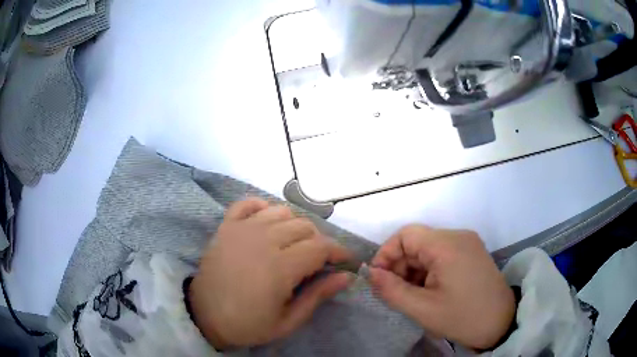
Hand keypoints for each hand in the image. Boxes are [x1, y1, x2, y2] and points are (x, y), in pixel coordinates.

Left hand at [189, 199, 352, 349]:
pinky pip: (249, 203)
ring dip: (295, 226)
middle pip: (304, 226)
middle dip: (319, 241)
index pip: (321, 247)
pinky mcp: (226, 226)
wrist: (204, 315)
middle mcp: (263, 240)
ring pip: (282, 212)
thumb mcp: (288, 321)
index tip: (345, 261)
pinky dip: (263, 207)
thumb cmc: (247, 324)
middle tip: (317, 261)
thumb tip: (346, 277)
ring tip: (293, 245)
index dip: (339, 251)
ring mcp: (242, 229)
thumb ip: (318, 296)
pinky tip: (267, 223)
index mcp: (280, 267)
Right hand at [368, 225, 514, 349]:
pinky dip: (429, 270)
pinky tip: (430, 290)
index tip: (379, 279)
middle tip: (396, 292)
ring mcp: (468, 243)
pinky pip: (442, 254)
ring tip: (414, 295)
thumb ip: (392, 290)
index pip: (406, 235)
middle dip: (400, 266)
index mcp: (447, 245)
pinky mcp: (472, 253)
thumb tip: (370, 274)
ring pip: (428, 249)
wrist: (501, 323)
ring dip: (414, 270)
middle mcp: (458, 236)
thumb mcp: (422, 309)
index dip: (387, 254)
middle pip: (417, 242)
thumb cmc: (462, 317)